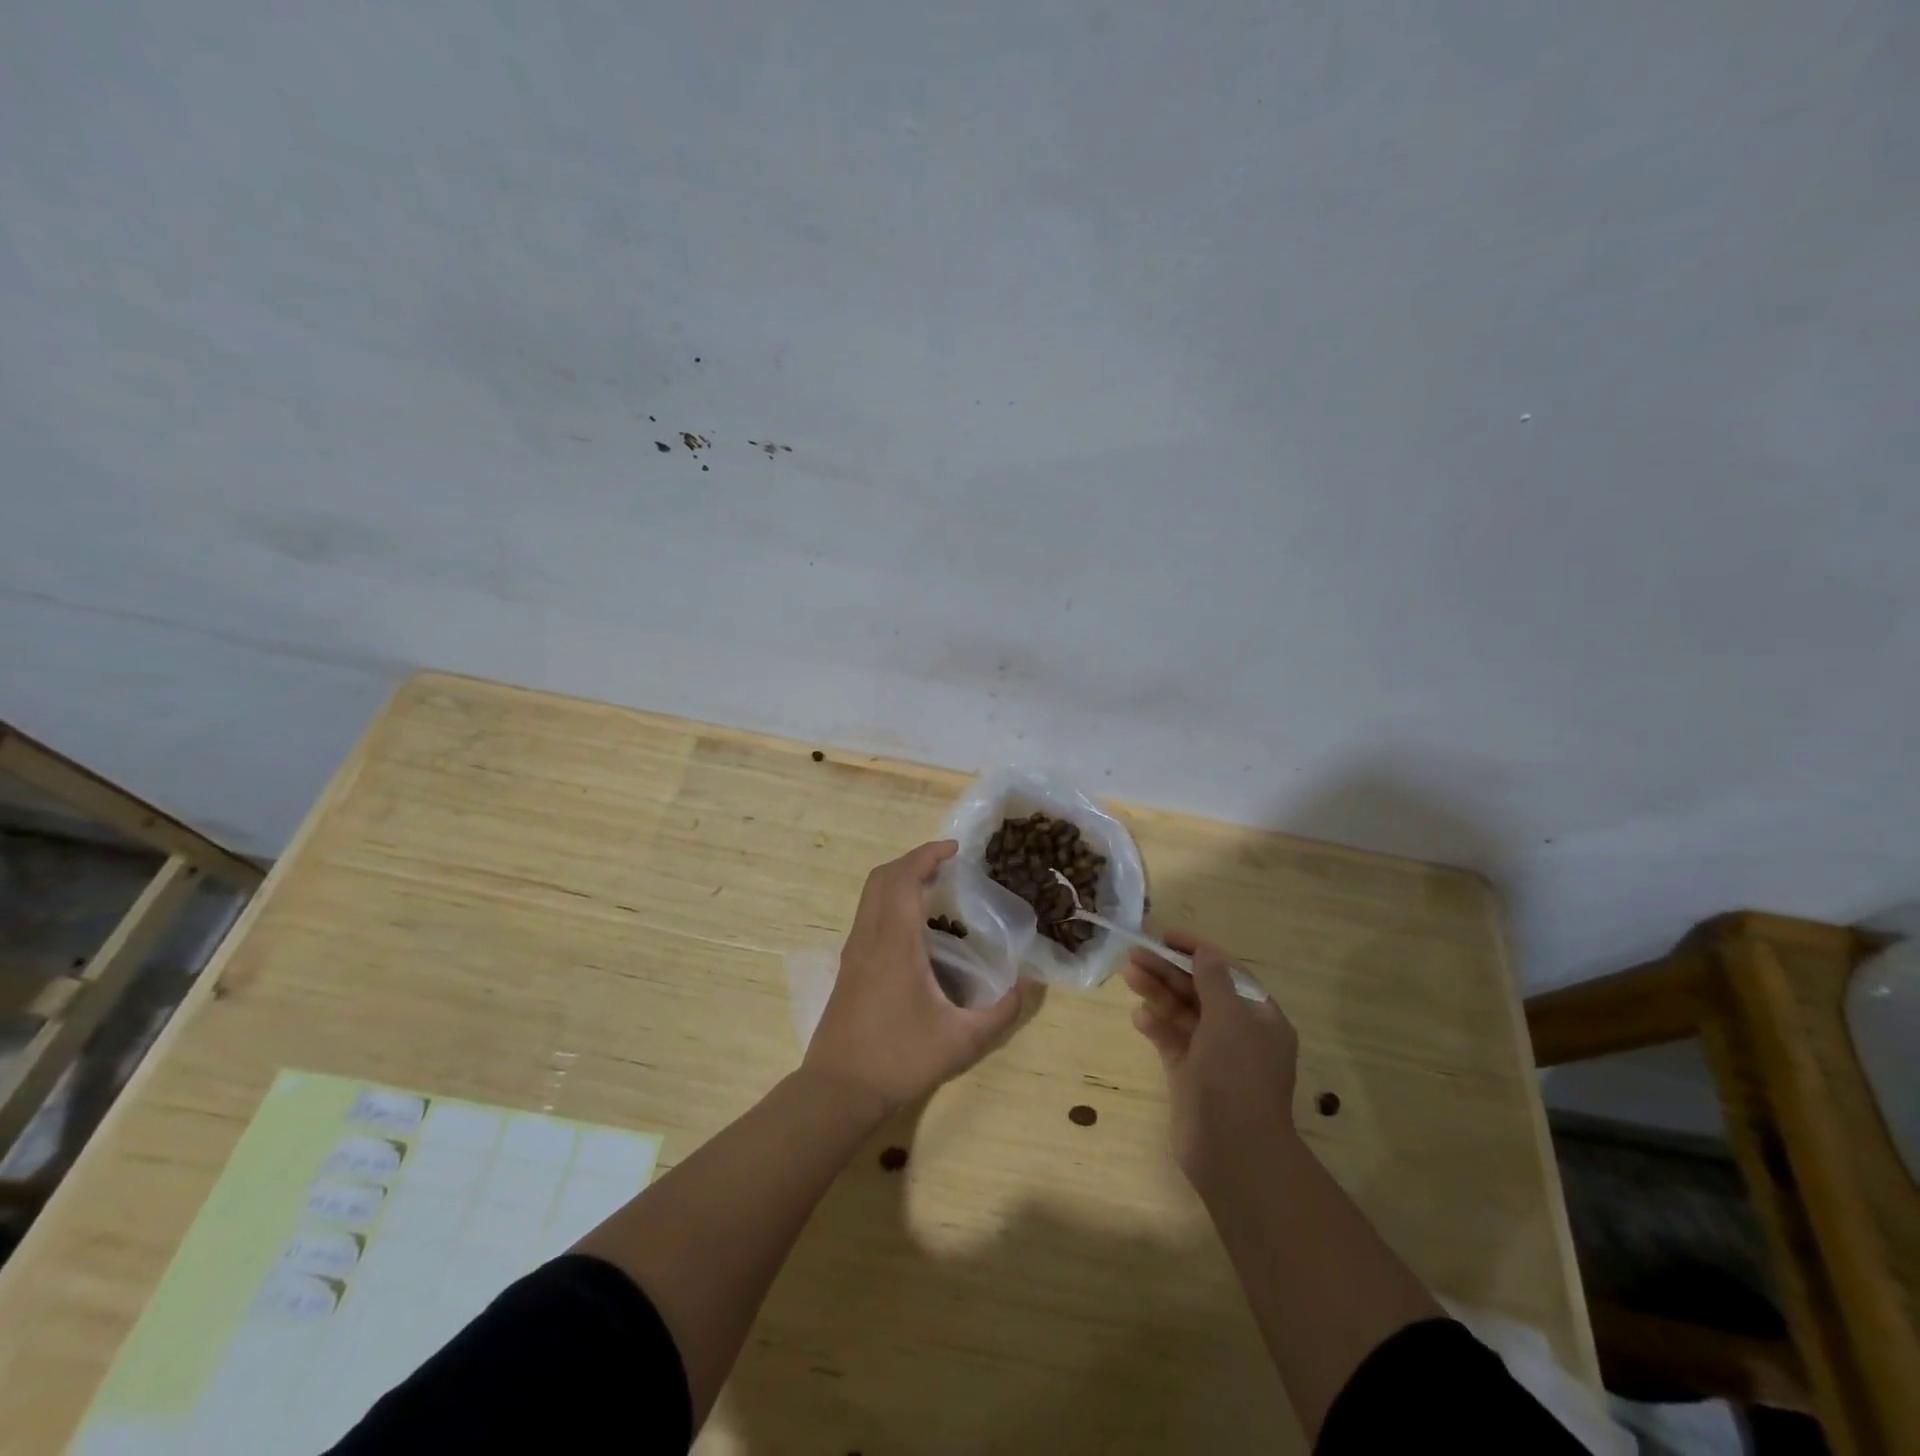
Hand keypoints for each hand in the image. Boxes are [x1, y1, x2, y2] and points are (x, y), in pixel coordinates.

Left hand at [804, 841, 1024, 1118]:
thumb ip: (1001, 1012)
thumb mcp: (961, 1041)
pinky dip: (889, 900)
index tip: (954, 849)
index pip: (903, 878)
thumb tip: (1029, 985)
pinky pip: (867, 914)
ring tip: (934, 888)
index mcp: (894, 942)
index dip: (927, 855)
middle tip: (947, 865)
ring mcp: (853, 950)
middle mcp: (869, 936)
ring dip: (899, 879)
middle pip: (882, 877)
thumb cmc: (899, 1059)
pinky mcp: (848, 966)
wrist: (838, 1090)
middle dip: (913, 861)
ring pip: (870, 894)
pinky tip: (914, 926)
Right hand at [1121, 929, 1299, 1185]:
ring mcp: (1213, 1056)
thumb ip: (1213, 980)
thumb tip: (1204, 951)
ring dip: (1158, 993)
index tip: (1165, 935)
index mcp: (1259, 1017)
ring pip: (1183, 1014)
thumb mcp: (1229, 1018)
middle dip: (1169, 970)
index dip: (1196, 951)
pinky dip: (1156, 1027)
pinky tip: (1138, 1017)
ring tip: (1129, 974)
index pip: (1225, 972)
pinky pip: (1172, 1041)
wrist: (1233, 1151)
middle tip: (1134, 953)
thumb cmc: (1236, 1076)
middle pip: (1200, 990)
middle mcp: (1238, 1033)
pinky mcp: (1191, 1076)